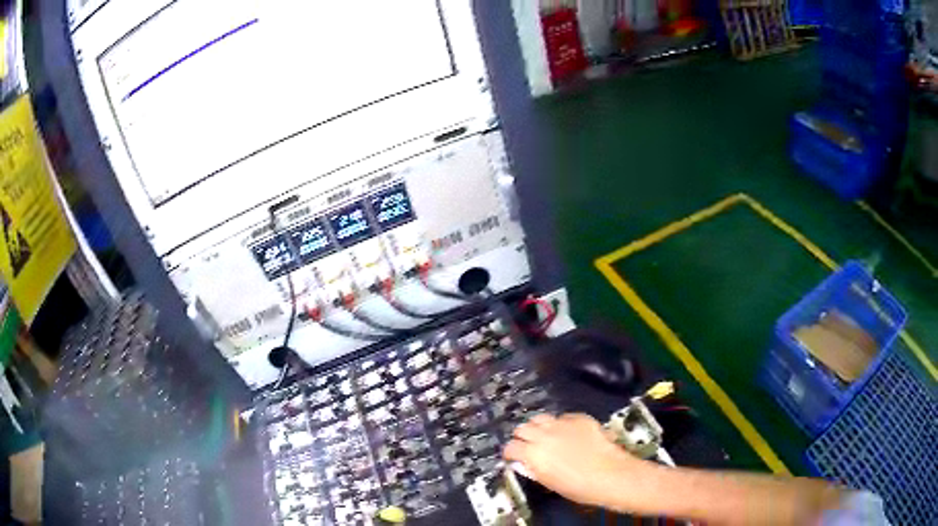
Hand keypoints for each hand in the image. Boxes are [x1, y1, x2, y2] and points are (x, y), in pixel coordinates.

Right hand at [503, 413, 649, 507]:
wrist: (611, 475)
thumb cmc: (579, 487)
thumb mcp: (549, 482)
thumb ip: (534, 469)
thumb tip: (526, 463)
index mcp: (533, 454)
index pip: (510, 447)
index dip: (511, 453)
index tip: (514, 457)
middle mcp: (543, 435)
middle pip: (522, 428)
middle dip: (523, 437)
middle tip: (529, 445)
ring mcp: (562, 423)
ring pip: (540, 418)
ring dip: (539, 427)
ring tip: (545, 435)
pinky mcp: (579, 418)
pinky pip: (563, 416)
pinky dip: (561, 423)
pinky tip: (568, 433)